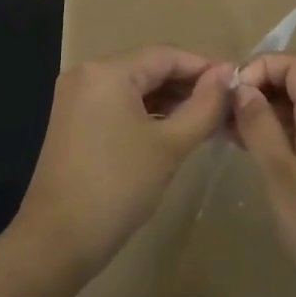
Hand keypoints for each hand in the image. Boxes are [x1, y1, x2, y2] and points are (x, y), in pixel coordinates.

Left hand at [16, 45, 232, 283]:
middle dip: (188, 84)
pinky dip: (148, 113)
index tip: (237, 83)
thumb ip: (203, 106)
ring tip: (209, 118)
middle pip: (149, 67)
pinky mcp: (74, 120)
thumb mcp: (169, 145)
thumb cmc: (118, 187)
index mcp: (107, 71)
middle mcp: (88, 74)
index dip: (205, 66)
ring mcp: (77, 97)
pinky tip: (175, 129)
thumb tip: (227, 75)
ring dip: (170, 100)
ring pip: (135, 87)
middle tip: (227, 104)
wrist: (57, 241)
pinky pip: (119, 104)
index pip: (166, 55)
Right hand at [232, 53, 295, 296]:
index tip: (230, 95)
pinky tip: (254, 149)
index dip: (261, 67)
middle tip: (230, 107)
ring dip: (270, 104)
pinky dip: (281, 126)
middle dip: (264, 81)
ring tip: (231, 128)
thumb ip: (260, 126)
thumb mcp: (281, 176)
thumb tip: (241, 87)